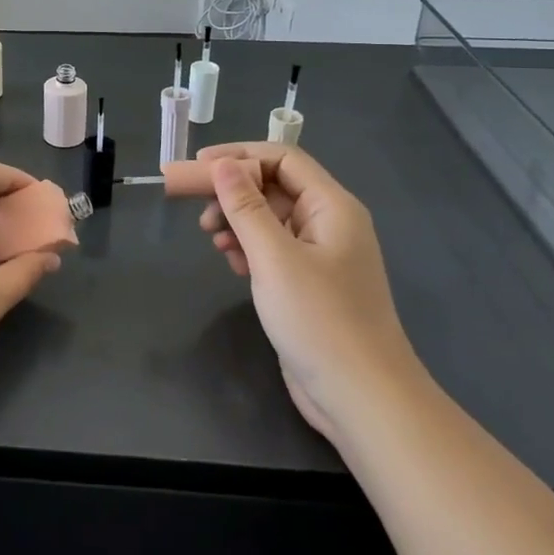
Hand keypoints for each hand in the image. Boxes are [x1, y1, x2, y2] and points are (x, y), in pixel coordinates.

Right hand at [196, 143, 423, 440]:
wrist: (362, 398)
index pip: (282, 159)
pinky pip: (273, 249)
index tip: (197, 167)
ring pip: (270, 219)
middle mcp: (329, 223)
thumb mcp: (274, 257)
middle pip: (274, 187)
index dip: (239, 156)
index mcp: (332, 207)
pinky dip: (248, 247)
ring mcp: (320, 256)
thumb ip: (245, 207)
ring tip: (211, 237)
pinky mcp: (308, 284)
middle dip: (232, 191)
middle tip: (190, 203)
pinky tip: (231, 262)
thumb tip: (222, 164)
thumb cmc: (320, 319)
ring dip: (237, 220)